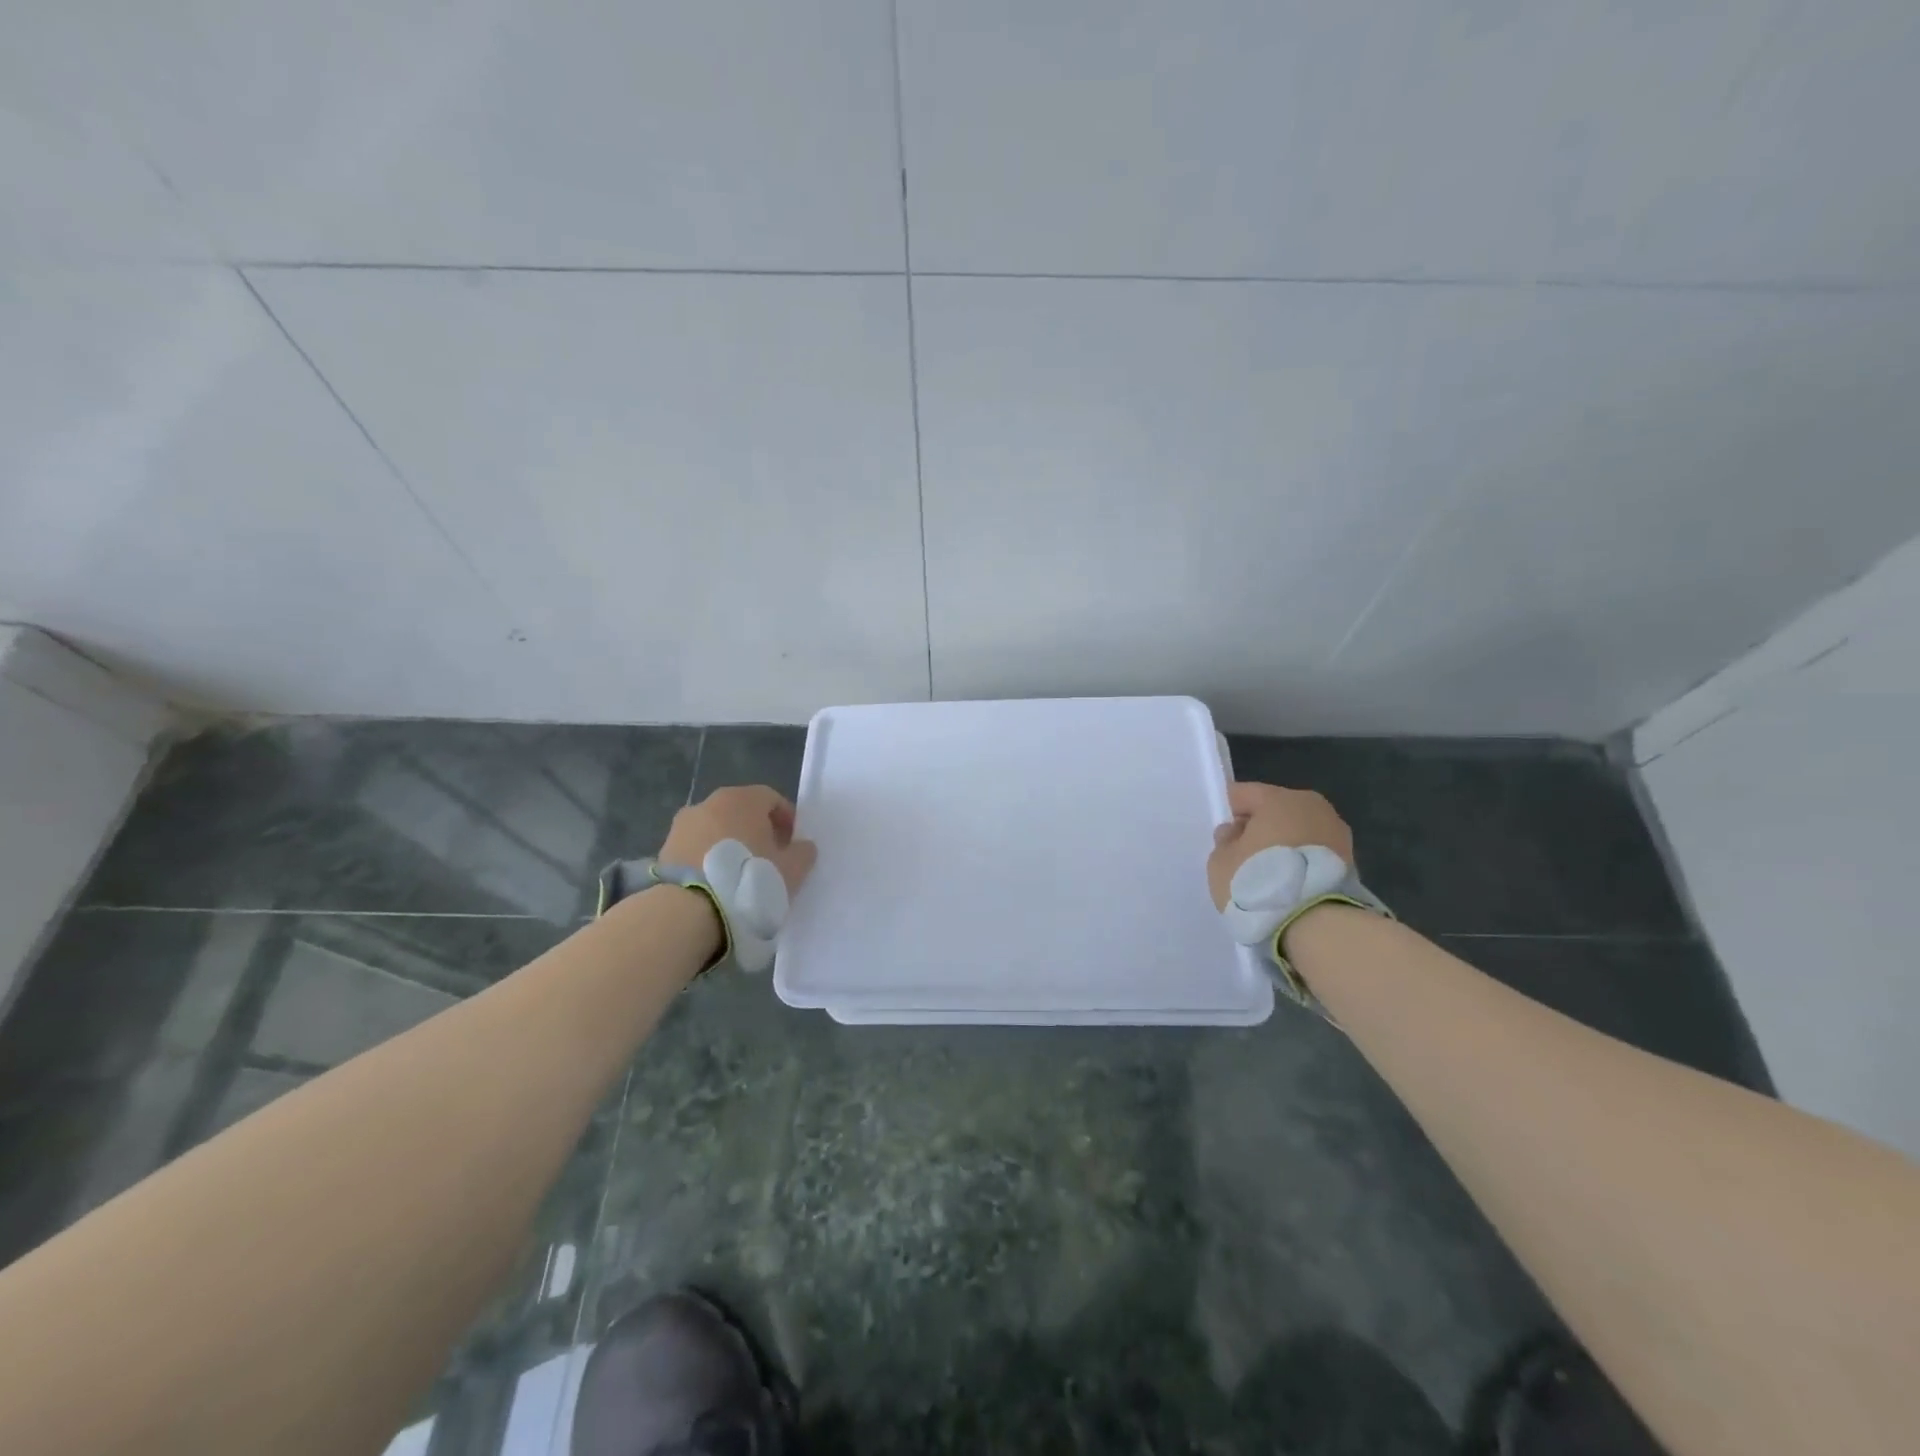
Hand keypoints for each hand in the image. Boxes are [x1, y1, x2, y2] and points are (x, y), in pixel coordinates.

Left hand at [659, 785, 817, 895]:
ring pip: (715, 830)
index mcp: (742, 799)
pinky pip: (695, 849)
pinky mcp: (664, 850)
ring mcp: (682, 826)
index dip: (786, 819)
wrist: (688, 911)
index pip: (771, 798)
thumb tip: (802, 846)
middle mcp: (709, 803)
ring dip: (729, 845)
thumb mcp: (792, 870)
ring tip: (739, 876)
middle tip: (768, 859)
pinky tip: (716, 885)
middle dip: (756, 831)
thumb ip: (803, 852)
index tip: (792, 844)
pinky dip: (707, 860)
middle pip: (741, 812)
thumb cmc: (749, 880)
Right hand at [1208, 781, 1354, 911]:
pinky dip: (1302, 864)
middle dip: (1260, 829)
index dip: (1229, 814)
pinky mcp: (1351, 860)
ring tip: (1271, 878)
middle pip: (1275, 810)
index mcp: (1278, 798)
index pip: (1243, 794)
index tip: (1224, 840)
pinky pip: (1314, 853)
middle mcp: (1312, 805)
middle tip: (1246, 859)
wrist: (1317, 925)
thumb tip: (1237, 833)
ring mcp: (1337, 832)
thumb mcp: (1221, 862)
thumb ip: (1225, 841)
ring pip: (1298, 831)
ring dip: (1284, 847)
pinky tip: (1291, 886)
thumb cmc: (1260, 883)